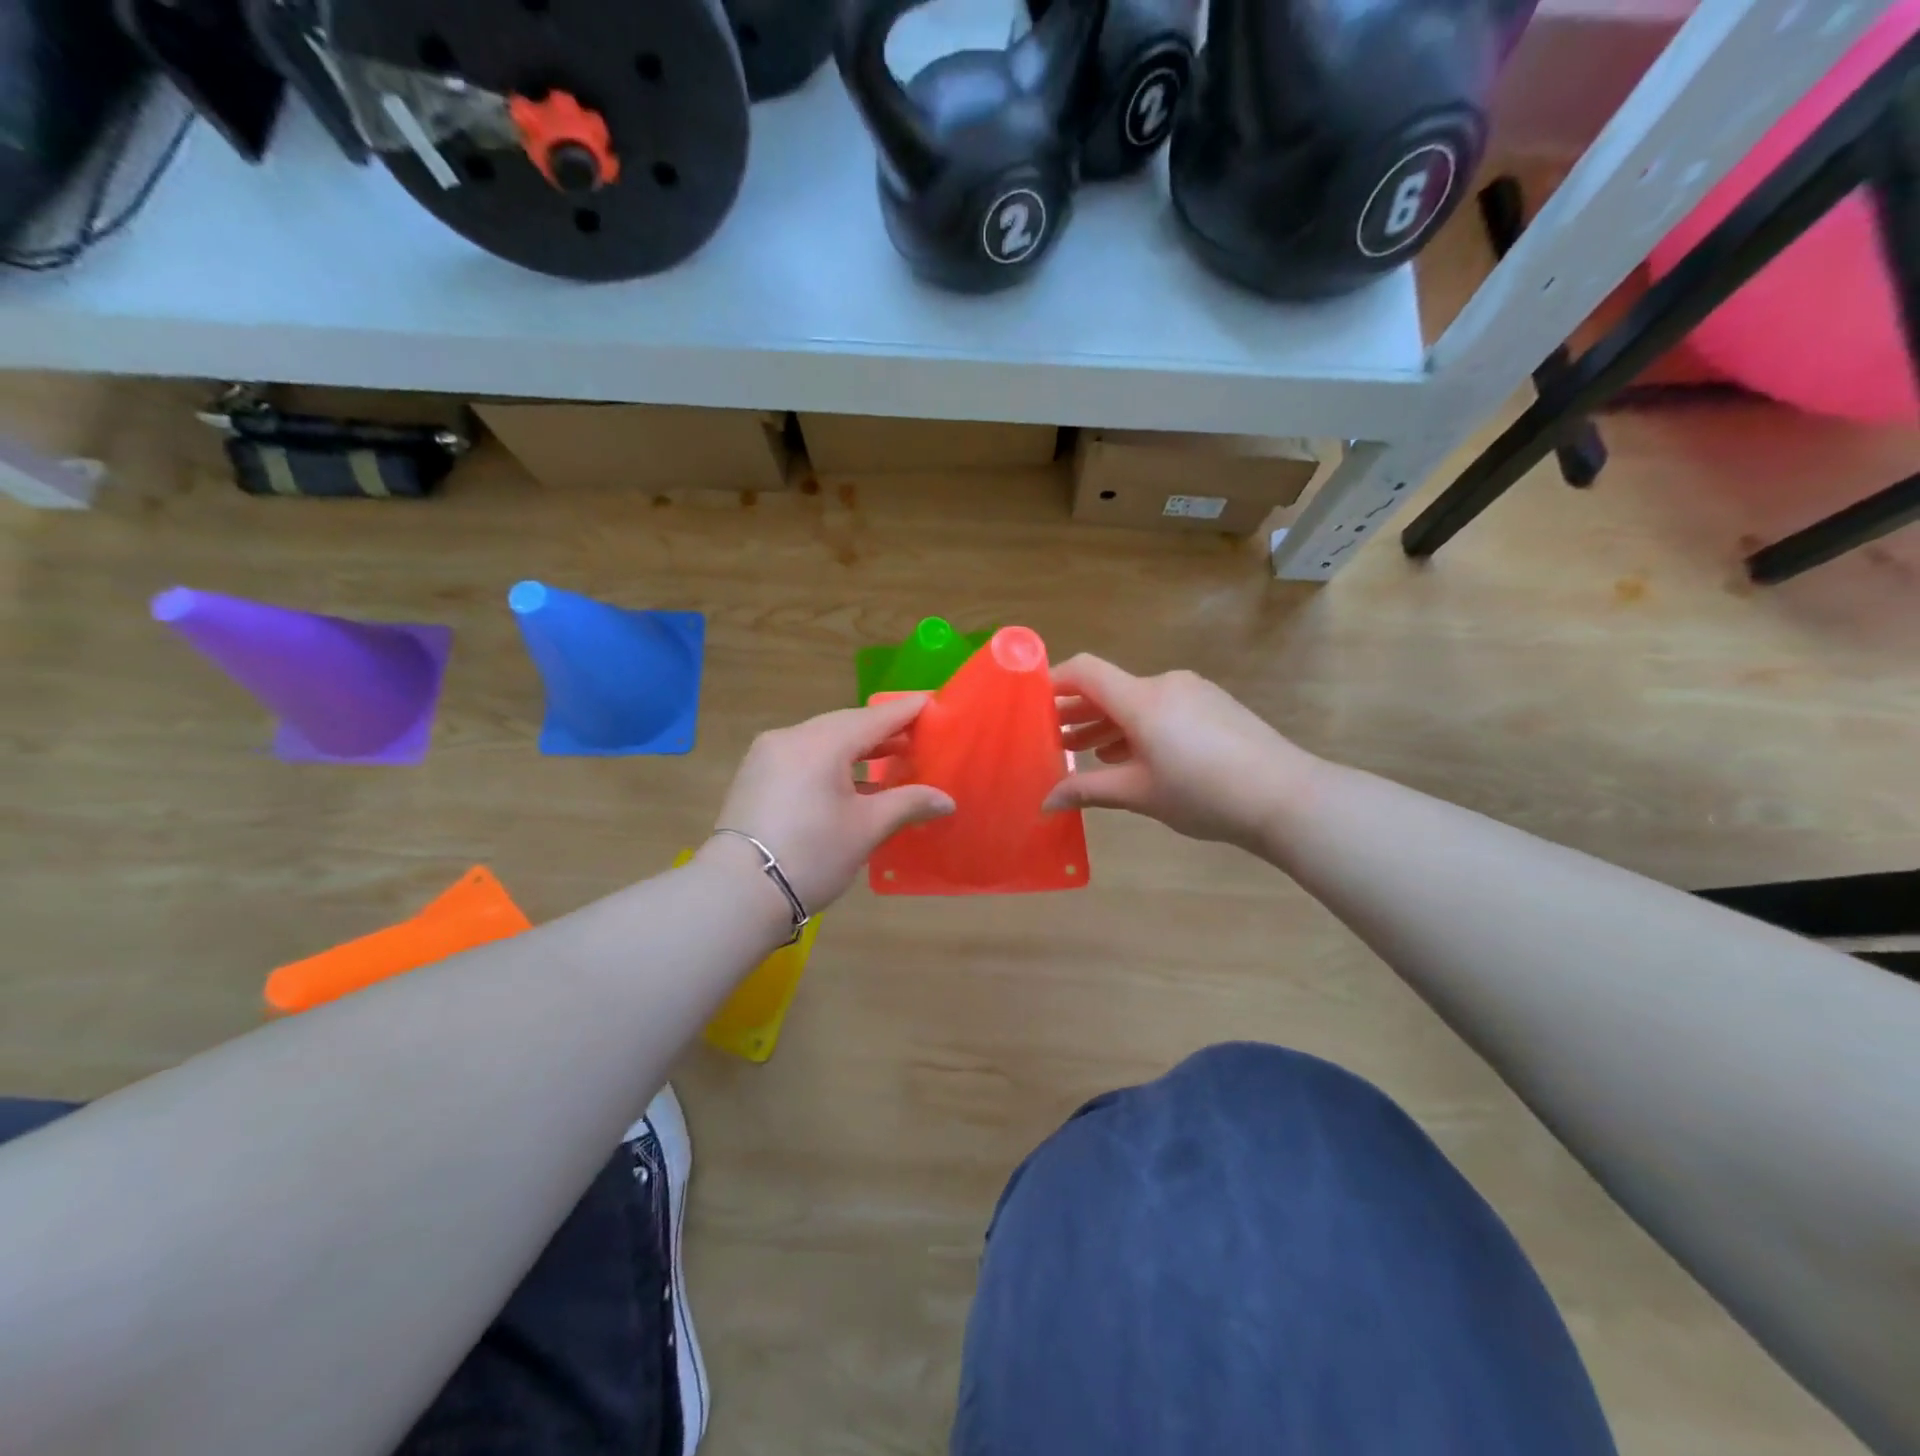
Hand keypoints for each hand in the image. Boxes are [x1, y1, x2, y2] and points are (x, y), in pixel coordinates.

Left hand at [701, 695, 955, 918]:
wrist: (738, 892)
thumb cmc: (812, 854)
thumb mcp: (867, 828)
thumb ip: (908, 804)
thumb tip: (947, 800)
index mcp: (822, 742)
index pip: (874, 718)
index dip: (905, 712)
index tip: (931, 703)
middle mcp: (792, 737)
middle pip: (846, 725)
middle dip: (882, 730)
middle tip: (917, 735)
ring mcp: (768, 755)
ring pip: (822, 740)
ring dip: (857, 748)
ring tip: (892, 758)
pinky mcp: (756, 776)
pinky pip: (804, 756)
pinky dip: (831, 762)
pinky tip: (853, 782)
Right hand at [1042, 655, 1319, 853]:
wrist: (1285, 797)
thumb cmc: (1202, 793)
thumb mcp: (1138, 794)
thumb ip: (1087, 791)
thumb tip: (1045, 802)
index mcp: (1141, 699)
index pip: (1085, 671)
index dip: (1053, 681)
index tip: (1031, 703)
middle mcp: (1165, 684)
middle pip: (1109, 688)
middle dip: (1077, 711)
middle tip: (1050, 738)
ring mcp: (1193, 692)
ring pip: (1136, 700)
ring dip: (1107, 722)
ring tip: (1084, 751)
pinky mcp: (1214, 705)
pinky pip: (1163, 707)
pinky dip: (1138, 726)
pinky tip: (1129, 754)